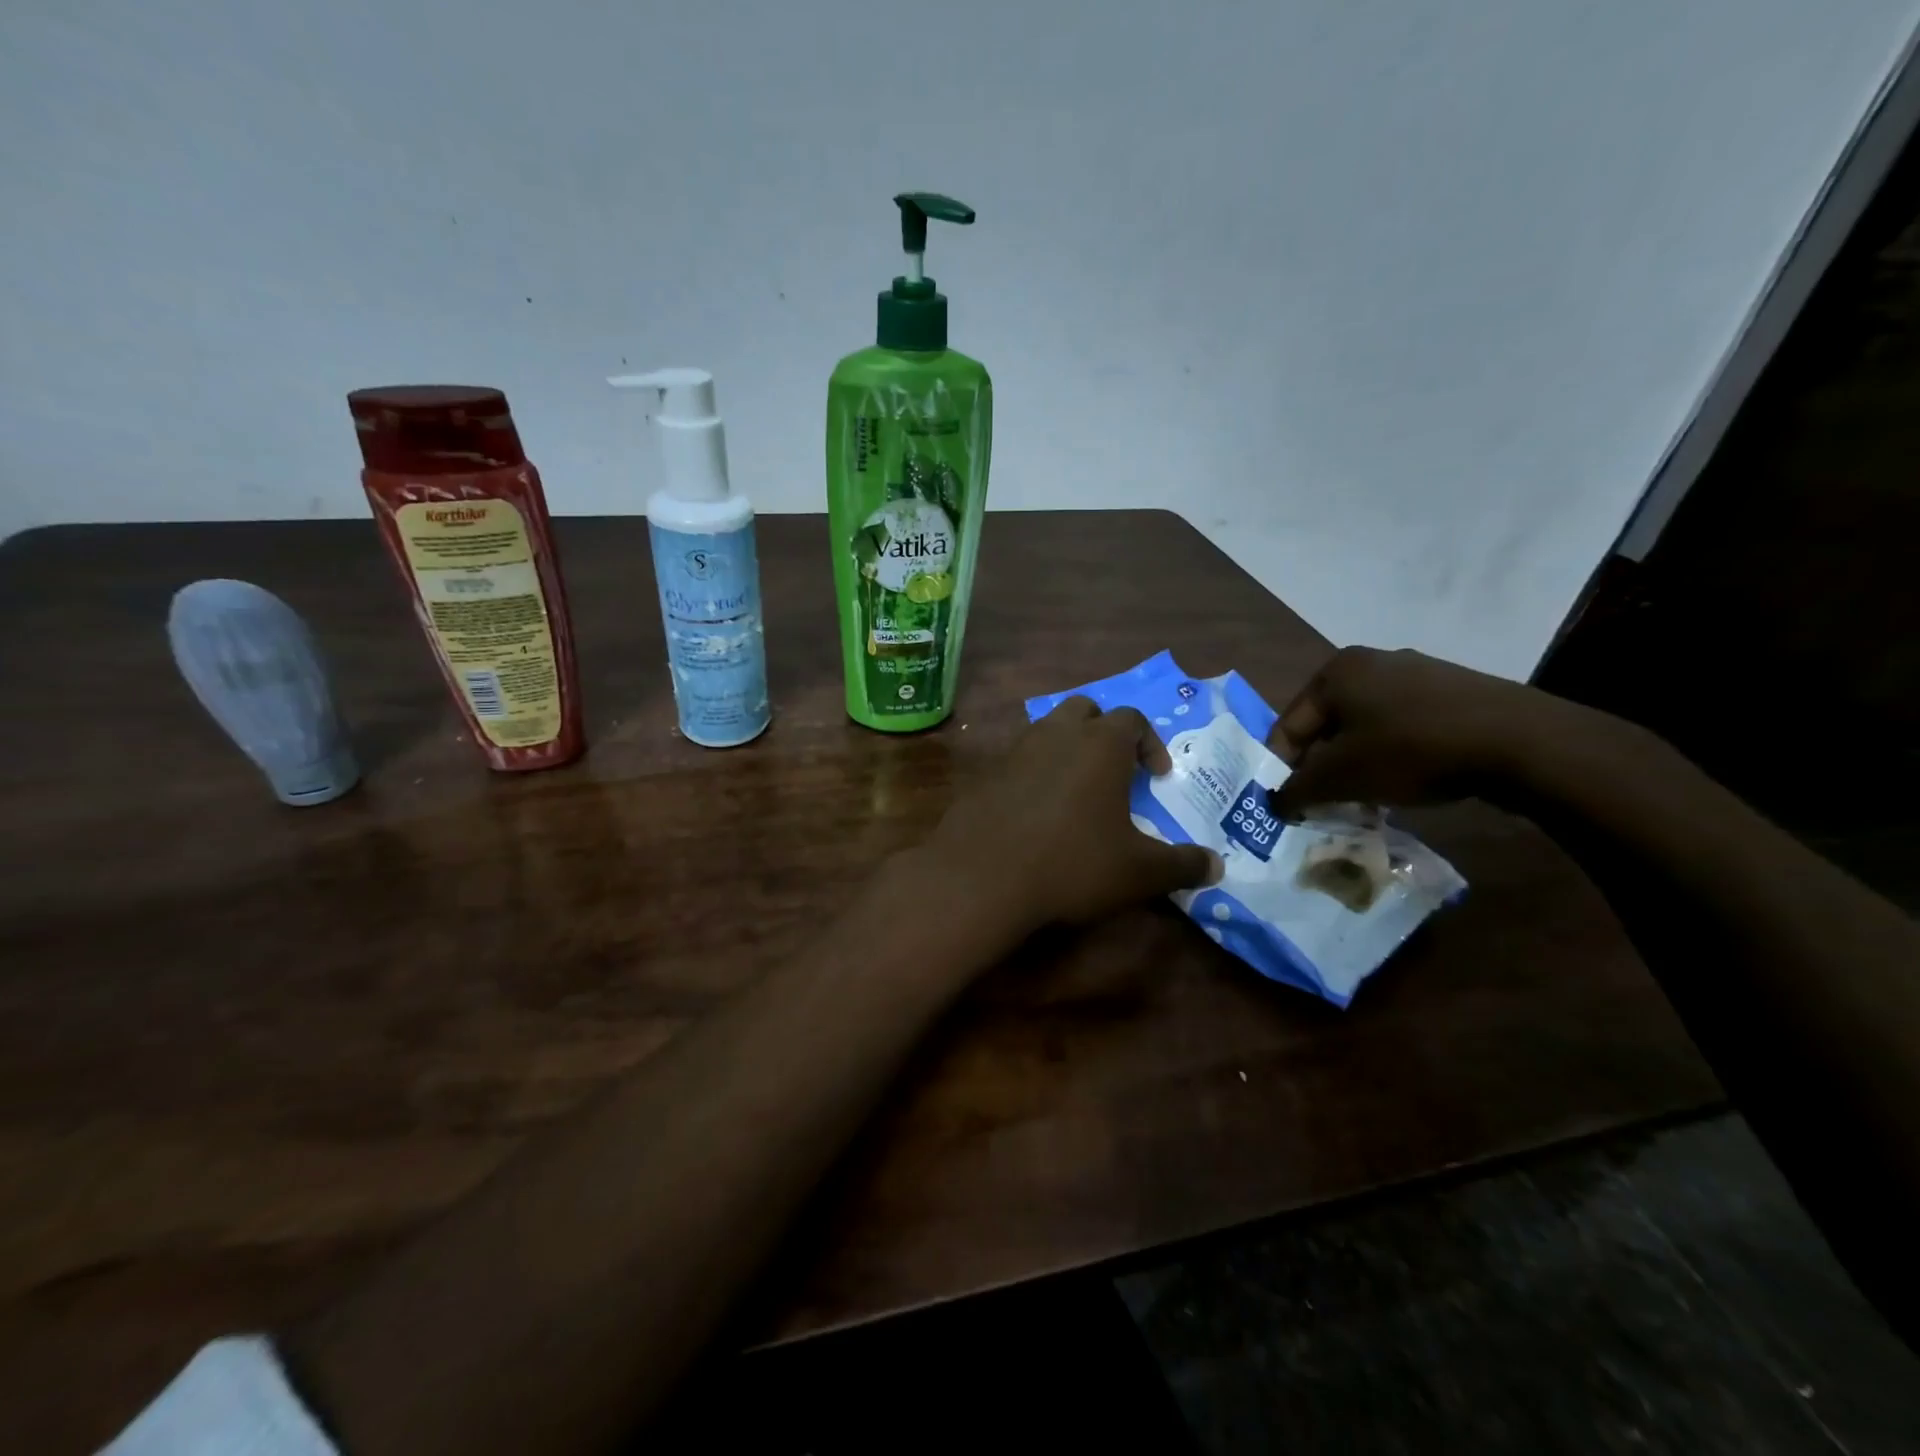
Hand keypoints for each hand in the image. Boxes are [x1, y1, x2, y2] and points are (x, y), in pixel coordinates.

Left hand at [920, 698, 1222, 934]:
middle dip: (1104, 732)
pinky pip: (1018, 760)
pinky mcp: (986, 774)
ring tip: (1078, 790)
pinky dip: (1034, 773)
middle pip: (1085, 711)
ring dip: (1067, 748)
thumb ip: (1182, 865)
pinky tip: (1038, 811)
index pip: (1132, 720)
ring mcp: (1015, 751)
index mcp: (1100, 744)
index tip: (1158, 776)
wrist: (982, 877)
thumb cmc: (1072, 863)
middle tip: (1115, 770)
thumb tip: (1217, 867)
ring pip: (1047, 730)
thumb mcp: (1139, 872)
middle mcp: (1056, 734)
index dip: (1151, 743)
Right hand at [1271, 646, 1595, 817]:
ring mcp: (1417, 672)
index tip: (1287, 805)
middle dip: (1323, 767)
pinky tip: (1408, 780)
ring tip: (1366, 799)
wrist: (1519, 742)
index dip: (1281, 769)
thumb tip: (1275, 804)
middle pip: (1328, 725)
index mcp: (1335, 672)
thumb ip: (1297, 791)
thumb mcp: (1341, 777)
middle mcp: (1371, 662)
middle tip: (1325, 804)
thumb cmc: (1410, 750)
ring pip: (1366, 727)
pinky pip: (1404, 726)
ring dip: (1358, 763)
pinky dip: (1394, 754)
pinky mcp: (1453, 691)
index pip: (1288, 726)